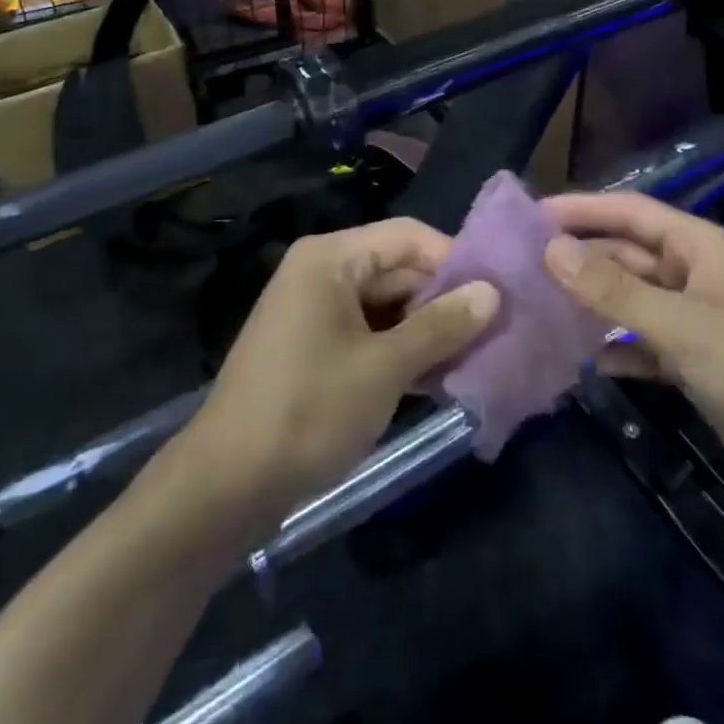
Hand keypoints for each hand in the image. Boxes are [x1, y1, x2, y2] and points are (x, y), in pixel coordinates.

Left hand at [181, 219, 498, 531]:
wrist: (225, 486)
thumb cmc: (308, 410)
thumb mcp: (384, 367)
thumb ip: (440, 326)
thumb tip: (493, 293)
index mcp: (332, 257)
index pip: (408, 237)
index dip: (455, 261)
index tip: (499, 294)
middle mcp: (323, 272)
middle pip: (399, 270)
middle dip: (444, 301)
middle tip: (496, 332)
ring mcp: (316, 312)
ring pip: (388, 306)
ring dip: (427, 331)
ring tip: (477, 358)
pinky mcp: (315, 349)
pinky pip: (370, 334)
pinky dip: (402, 351)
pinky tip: (439, 379)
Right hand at [542, 193, 723, 520]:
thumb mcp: (682, 325)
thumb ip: (612, 290)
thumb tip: (549, 249)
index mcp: (700, 247)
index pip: (630, 212)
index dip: (582, 209)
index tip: (530, 216)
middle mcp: (695, 276)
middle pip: (626, 257)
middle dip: (580, 262)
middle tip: (521, 269)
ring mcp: (696, 321)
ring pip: (631, 302)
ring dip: (592, 306)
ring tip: (538, 310)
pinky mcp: (696, 364)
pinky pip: (644, 345)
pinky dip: (616, 349)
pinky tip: (582, 361)